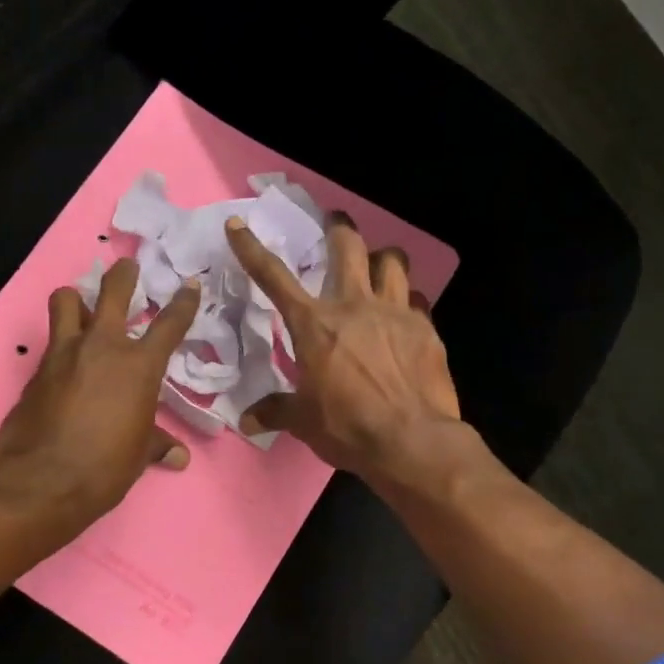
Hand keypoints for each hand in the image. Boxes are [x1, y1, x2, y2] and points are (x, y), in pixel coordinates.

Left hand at [0, 258, 200, 527]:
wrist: (43, 480)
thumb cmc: (105, 467)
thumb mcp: (138, 455)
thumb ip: (156, 444)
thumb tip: (178, 456)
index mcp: (139, 366)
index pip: (169, 324)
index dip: (183, 302)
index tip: (189, 286)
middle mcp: (102, 347)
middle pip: (113, 290)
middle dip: (124, 274)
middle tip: (128, 267)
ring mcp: (64, 353)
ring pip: (65, 300)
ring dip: (75, 299)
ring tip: (81, 308)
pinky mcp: (36, 369)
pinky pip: (50, 343)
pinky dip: (60, 345)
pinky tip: (64, 363)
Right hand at [225, 210, 461, 486]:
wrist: (411, 441)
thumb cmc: (348, 427)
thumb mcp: (304, 422)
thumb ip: (276, 411)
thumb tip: (247, 420)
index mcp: (314, 324)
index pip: (274, 278)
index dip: (251, 249)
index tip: (238, 225)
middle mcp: (353, 306)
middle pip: (348, 247)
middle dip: (339, 227)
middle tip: (336, 222)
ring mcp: (394, 312)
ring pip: (392, 261)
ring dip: (382, 257)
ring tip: (378, 263)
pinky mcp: (425, 328)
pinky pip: (416, 299)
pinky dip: (408, 299)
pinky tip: (406, 313)